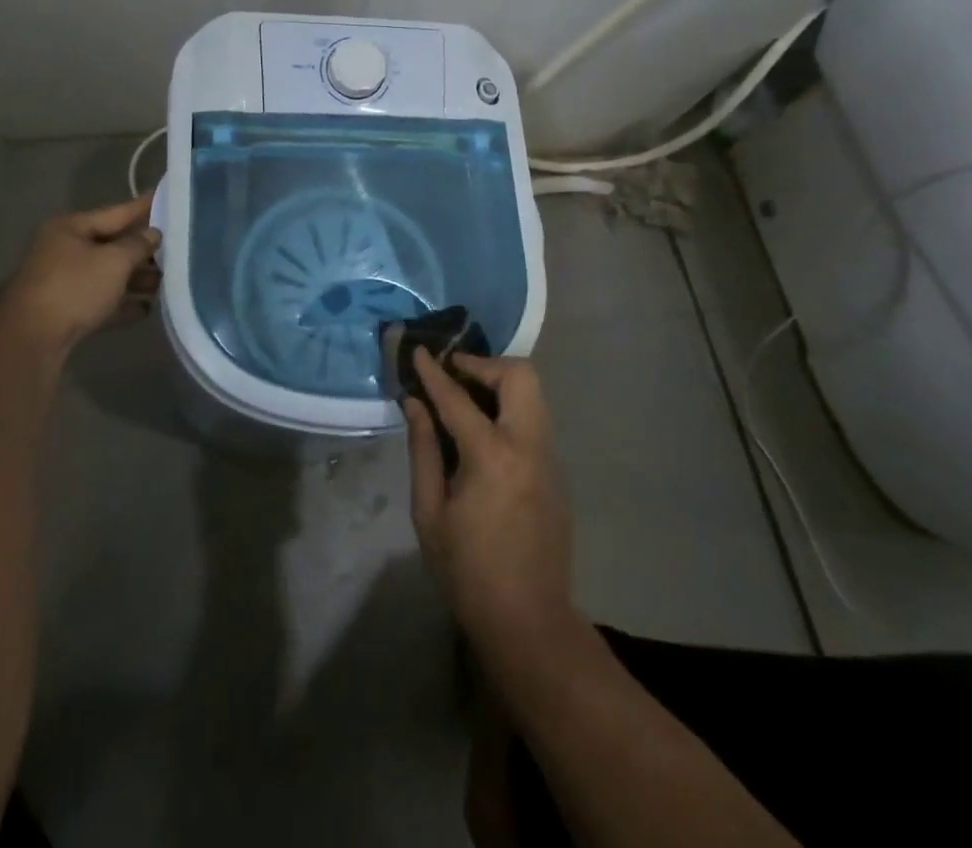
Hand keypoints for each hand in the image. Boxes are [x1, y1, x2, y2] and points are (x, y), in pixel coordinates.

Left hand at [0, 193, 161, 358]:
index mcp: (70, 228)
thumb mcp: (114, 261)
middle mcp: (65, 250)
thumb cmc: (75, 288)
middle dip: (144, 250)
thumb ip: (138, 245)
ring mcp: (63, 282)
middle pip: (113, 244)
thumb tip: (153, 234)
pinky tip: (147, 309)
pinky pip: (101, 301)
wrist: (31, 341)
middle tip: (178, 248)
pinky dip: (122, 303)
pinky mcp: (66, 311)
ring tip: (167, 283)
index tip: (169, 197)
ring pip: (108, 274)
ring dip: (136, 279)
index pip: (116, 212)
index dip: (144, 207)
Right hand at [405, 353, 576, 659]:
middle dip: (483, 364)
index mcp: (492, 456)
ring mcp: (549, 457)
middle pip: (519, 375)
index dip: (434, 371)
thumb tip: (415, 404)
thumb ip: (423, 449)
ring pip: (533, 393)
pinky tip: (484, 430)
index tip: (418, 350)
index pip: (457, 397)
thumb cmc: (467, 571)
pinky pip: (535, 419)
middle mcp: (528, 445)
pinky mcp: (557, 472)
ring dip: (499, 383)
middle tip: (452, 374)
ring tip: (465, 397)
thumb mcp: (429, 512)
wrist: (529, 621)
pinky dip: (510, 408)